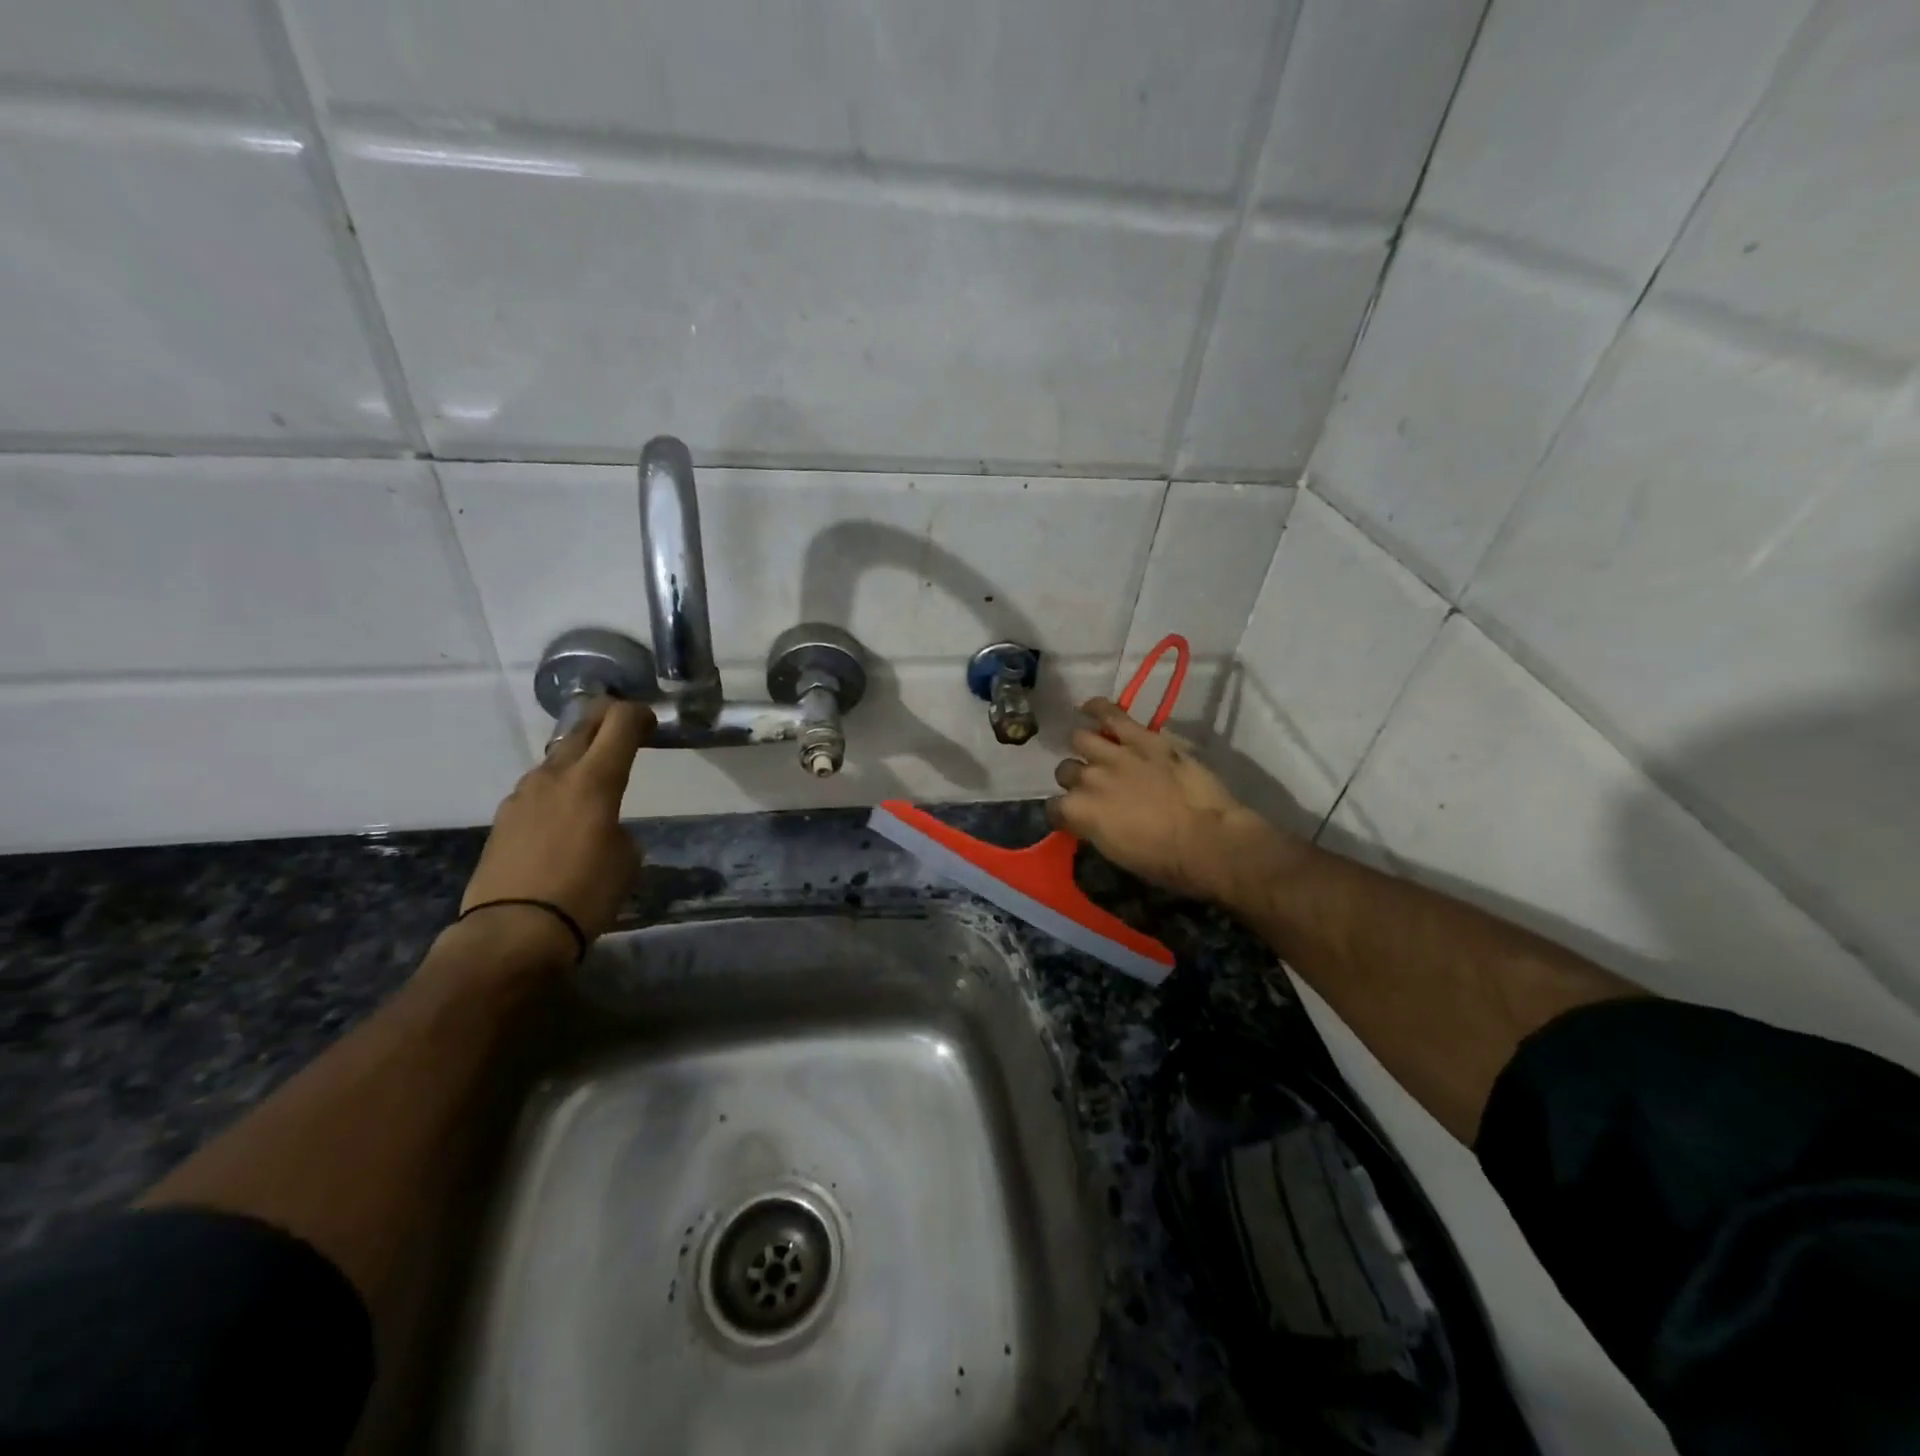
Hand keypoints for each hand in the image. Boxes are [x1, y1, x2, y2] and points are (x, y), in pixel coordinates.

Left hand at [459, 699, 654, 955]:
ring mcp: (523, 795)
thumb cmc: (586, 892)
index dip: (638, 715)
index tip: (650, 724)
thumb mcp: (627, 857)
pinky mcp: (503, 818)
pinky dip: (557, 788)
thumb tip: (602, 824)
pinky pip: (538, 788)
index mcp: (594, 779)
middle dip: (606, 721)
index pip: (620, 723)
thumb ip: (617, 826)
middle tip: (625, 731)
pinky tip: (564, 815)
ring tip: (594, 778)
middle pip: (582, 728)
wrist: (513, 931)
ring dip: (578, 756)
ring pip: (556, 758)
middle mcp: (555, 775)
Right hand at [1048, 697, 1297, 905]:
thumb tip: (1092, 820)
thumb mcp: (1115, 852)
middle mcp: (1086, 779)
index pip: (1054, 808)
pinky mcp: (1142, 738)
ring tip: (1091, 748)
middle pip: (1065, 771)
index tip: (1074, 817)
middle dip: (1075, 778)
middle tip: (1093, 785)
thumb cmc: (1163, 861)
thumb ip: (1095, 828)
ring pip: (1081, 739)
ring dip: (1085, 747)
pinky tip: (1089, 707)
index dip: (1063, 813)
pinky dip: (1098, 708)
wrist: (1206, 841)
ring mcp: (1114, 755)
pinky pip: (1112, 714)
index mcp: (1078, 812)